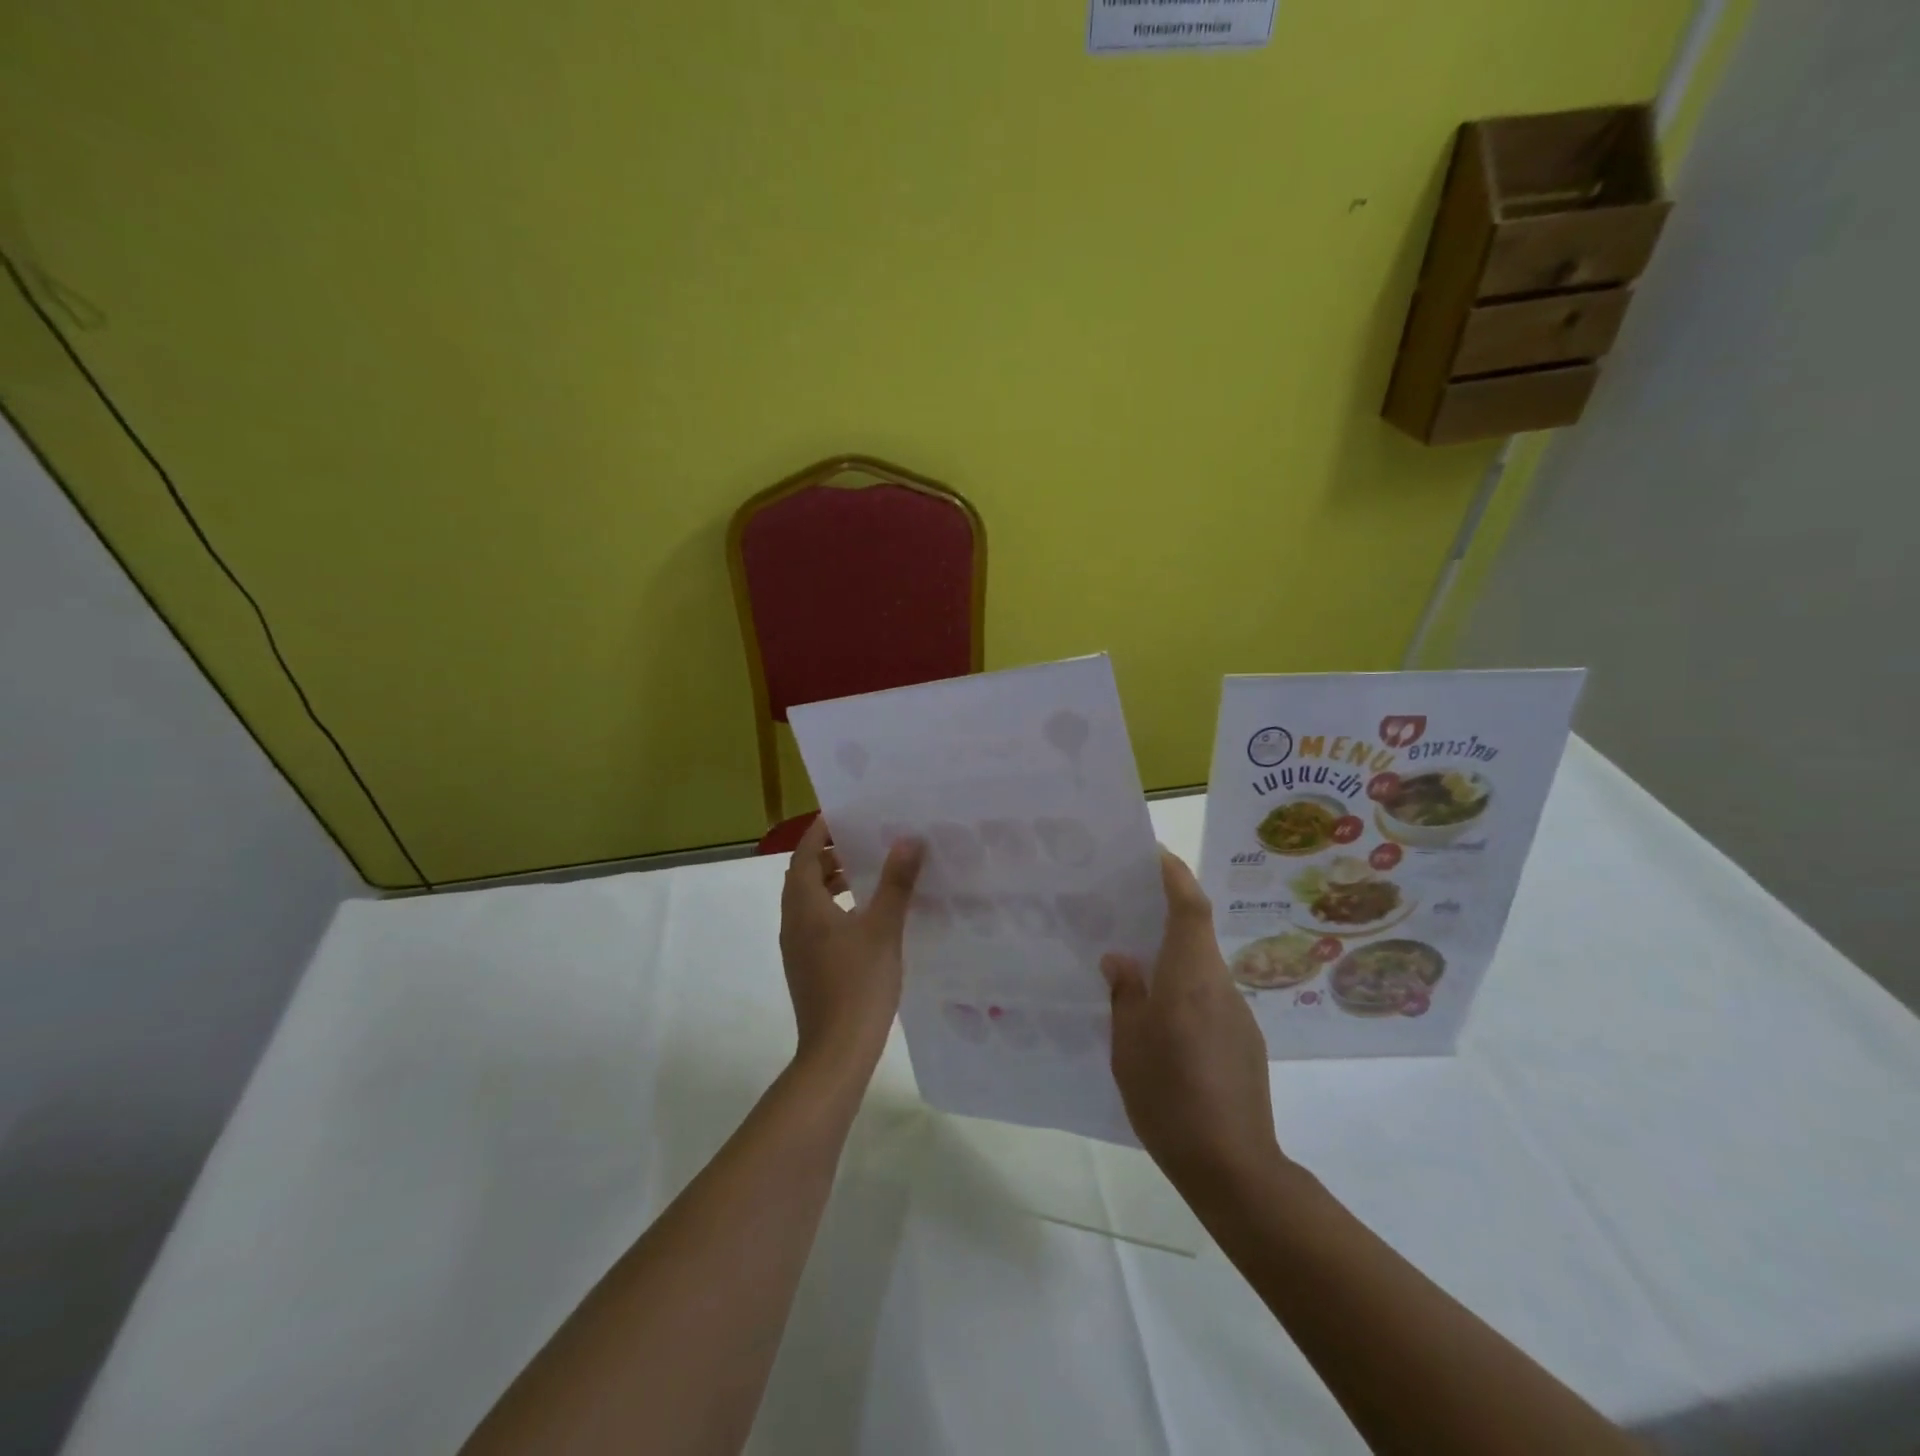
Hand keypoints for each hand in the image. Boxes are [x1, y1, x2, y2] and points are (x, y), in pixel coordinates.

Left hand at [779, 816, 924, 1081]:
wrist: (837, 1052)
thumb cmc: (858, 984)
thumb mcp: (883, 928)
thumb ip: (895, 883)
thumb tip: (908, 839)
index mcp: (805, 907)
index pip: (804, 855)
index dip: (820, 832)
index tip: (844, 814)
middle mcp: (794, 923)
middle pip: (804, 876)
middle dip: (829, 855)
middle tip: (863, 842)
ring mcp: (798, 948)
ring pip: (810, 901)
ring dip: (833, 883)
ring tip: (868, 875)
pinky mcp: (808, 967)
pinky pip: (817, 923)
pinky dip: (836, 908)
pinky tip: (867, 919)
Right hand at [1102, 849, 1282, 1196]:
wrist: (1234, 1167)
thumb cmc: (1170, 1097)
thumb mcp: (1129, 1044)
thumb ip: (1125, 994)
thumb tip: (1119, 958)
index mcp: (1190, 977)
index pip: (1189, 907)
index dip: (1175, 874)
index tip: (1154, 854)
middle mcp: (1220, 985)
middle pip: (1196, 933)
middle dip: (1166, 913)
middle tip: (1126, 912)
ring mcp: (1238, 1014)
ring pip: (1202, 967)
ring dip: (1173, 957)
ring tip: (1136, 970)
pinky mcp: (1245, 1040)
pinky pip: (1210, 996)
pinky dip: (1185, 989)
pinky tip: (1162, 1021)